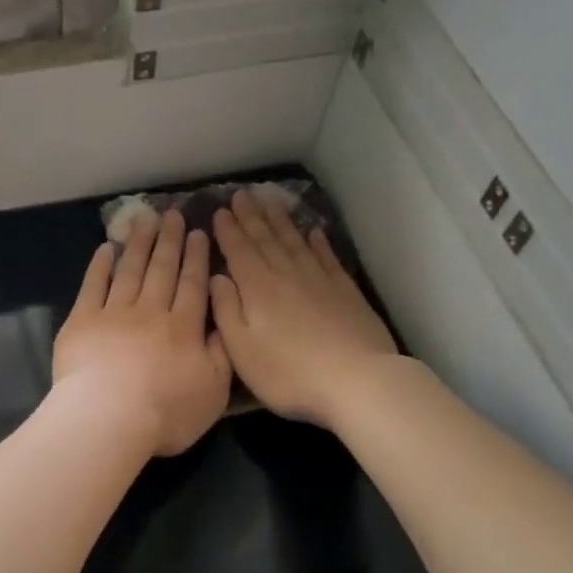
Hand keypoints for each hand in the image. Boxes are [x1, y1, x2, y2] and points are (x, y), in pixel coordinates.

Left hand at [54, 209, 232, 457]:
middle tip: (173, 214)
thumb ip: (221, 354)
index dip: (196, 258)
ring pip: (130, 270)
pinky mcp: (82, 321)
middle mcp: (151, 312)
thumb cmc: (166, 412)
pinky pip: (93, 285)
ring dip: (139, 243)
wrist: (108, 419)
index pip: (192, 285)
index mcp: (184, 328)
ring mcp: (114, 313)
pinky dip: (100, 265)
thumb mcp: (213, 391)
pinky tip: (106, 248)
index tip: (198, 233)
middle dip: (170, 240)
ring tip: (145, 219)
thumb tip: (223, 323)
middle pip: (162, 270)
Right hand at [209, 189, 400, 427]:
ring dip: (280, 221)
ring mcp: (319, 280)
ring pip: (294, 242)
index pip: (239, 251)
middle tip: (242, 194)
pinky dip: (318, 242)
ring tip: (270, 201)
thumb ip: (226, 310)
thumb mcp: (241, 350)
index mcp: (257, 289)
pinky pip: (326, 257)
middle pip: (266, 239)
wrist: (355, 379)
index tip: (220, 209)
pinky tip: (313, 231)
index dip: (228, 230)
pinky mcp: (344, 290)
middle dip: (252, 216)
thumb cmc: (288, 372)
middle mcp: (286, 275)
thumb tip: (216, 277)